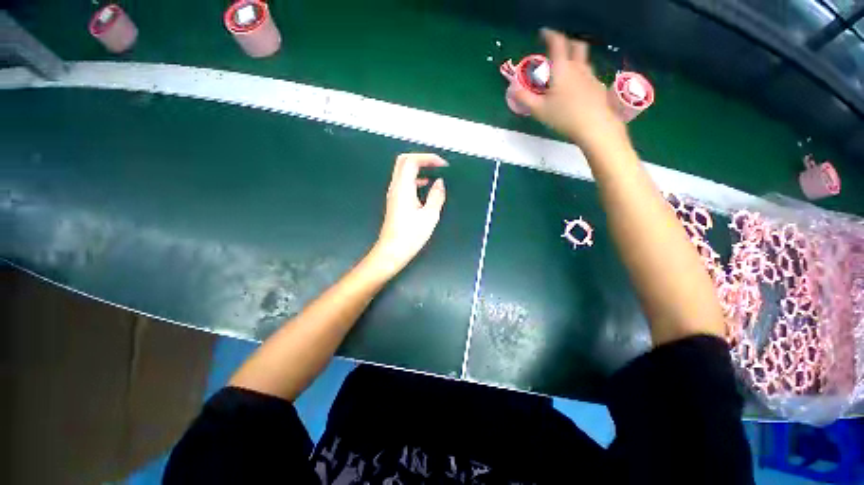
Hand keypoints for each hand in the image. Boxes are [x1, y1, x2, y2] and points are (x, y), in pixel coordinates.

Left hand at [368, 153, 447, 276]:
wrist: (392, 251)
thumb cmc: (410, 236)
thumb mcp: (429, 216)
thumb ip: (436, 196)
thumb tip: (439, 183)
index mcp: (403, 188)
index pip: (412, 161)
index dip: (428, 158)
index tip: (443, 165)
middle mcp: (395, 187)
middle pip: (404, 161)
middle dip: (422, 159)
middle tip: (437, 165)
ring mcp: (393, 194)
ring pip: (403, 170)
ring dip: (418, 168)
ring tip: (434, 174)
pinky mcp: (394, 201)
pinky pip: (403, 181)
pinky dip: (415, 178)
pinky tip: (425, 187)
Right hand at [514, 29, 625, 151]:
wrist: (595, 126)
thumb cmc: (564, 116)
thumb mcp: (539, 110)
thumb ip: (524, 98)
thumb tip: (512, 88)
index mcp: (562, 69)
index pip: (557, 43)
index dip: (550, 35)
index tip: (544, 33)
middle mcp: (578, 68)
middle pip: (577, 46)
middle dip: (567, 43)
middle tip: (558, 49)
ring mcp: (591, 76)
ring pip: (584, 60)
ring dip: (575, 59)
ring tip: (566, 70)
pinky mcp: (598, 87)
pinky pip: (588, 75)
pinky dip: (581, 75)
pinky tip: (576, 88)